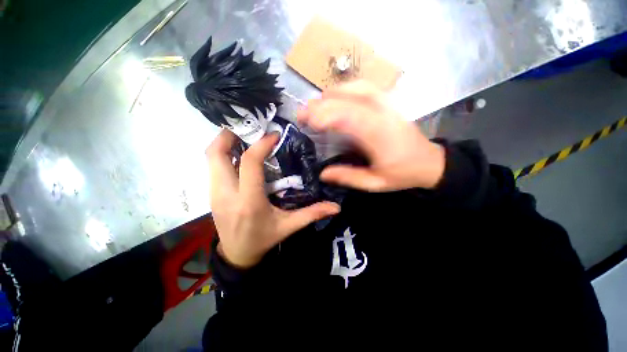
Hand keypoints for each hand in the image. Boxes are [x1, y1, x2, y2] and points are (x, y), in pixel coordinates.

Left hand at [207, 130, 340, 268]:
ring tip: (245, 136)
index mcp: (249, 202)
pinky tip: (240, 154)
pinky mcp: (211, 194)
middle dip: (230, 134)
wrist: (237, 255)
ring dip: (225, 142)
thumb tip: (336, 207)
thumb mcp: (289, 227)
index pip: (249, 163)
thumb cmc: (264, 240)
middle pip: (217, 153)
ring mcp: (214, 193)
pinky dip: (224, 154)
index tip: (273, 136)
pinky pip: (213, 166)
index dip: (261, 145)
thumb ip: (312, 214)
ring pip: (211, 158)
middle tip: (250, 127)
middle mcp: (226, 194)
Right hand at [298, 80, 445, 191]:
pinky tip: (336, 96)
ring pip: (355, 88)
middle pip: (348, 100)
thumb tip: (323, 174)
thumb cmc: (402, 174)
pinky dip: (346, 88)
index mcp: (379, 135)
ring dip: (332, 94)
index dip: (325, 115)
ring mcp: (386, 104)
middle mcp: (382, 114)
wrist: (428, 161)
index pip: (349, 117)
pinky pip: (364, 87)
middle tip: (302, 113)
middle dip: (321, 105)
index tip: (307, 120)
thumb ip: (348, 177)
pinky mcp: (388, 102)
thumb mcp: (375, 183)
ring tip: (315, 104)